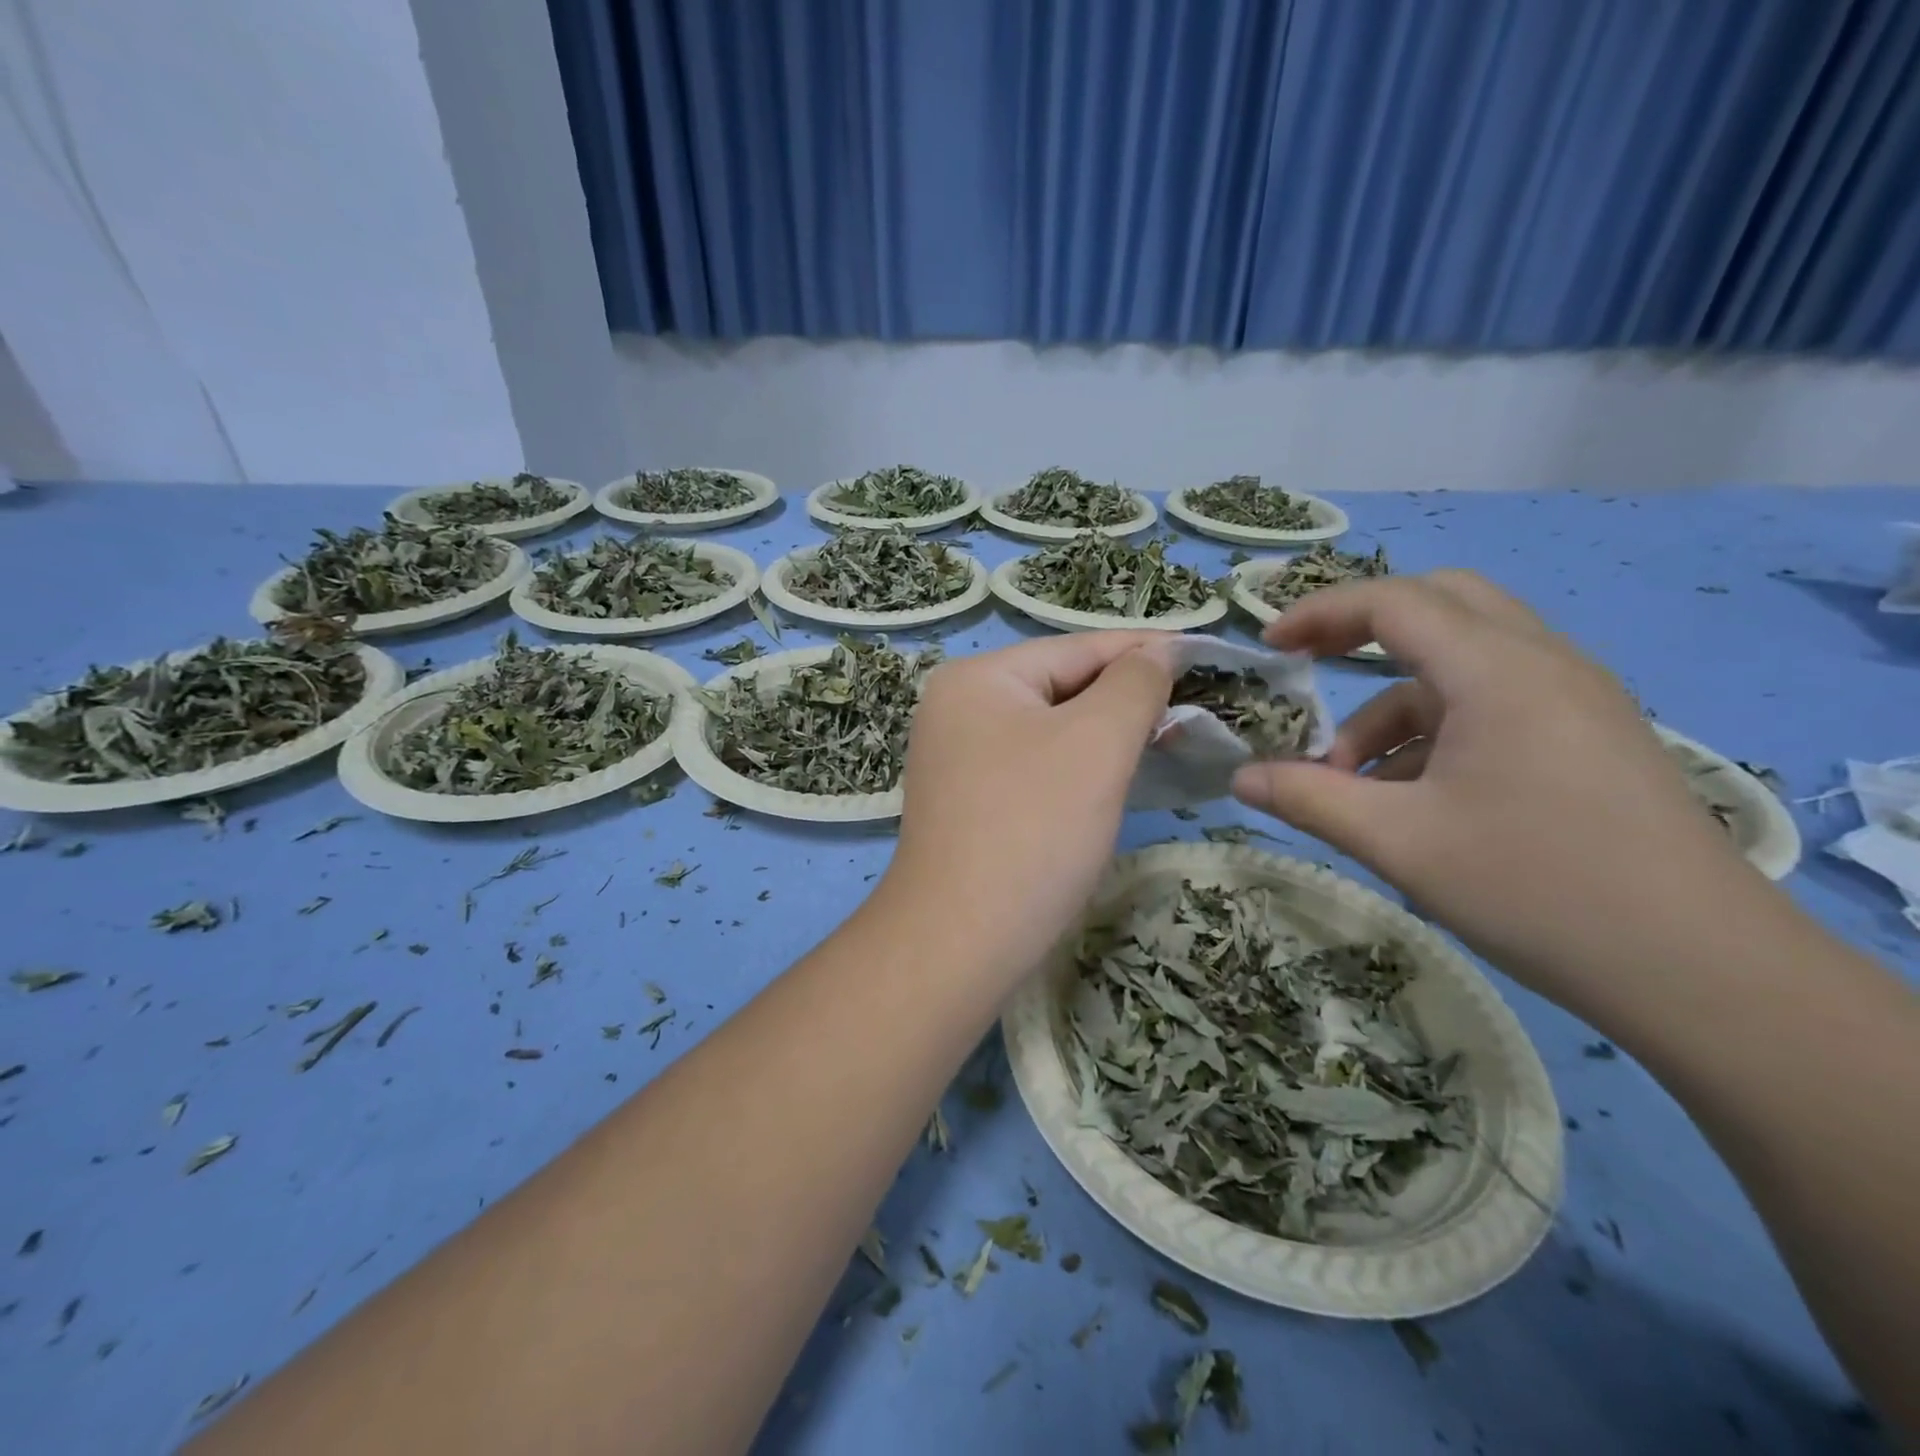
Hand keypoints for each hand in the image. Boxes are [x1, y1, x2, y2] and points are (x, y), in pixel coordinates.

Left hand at [883, 632, 1175, 980]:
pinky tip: (1113, 779)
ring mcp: (957, 757)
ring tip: (1166, 741)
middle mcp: (958, 708)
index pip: (1076, 649)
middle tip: (1194, 711)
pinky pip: (1035, 766)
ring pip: (1051, 730)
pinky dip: (1077, 768)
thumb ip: (1134, 685)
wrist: (960, 940)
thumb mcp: (1096, 744)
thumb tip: (1158, 652)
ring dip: (1105, 736)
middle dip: (1125, 698)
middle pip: (1061, 687)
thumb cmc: (1033, 828)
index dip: (1144, 652)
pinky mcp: (969, 801)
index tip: (1205, 657)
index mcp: (977, 678)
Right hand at [1232, 571, 1771, 1008]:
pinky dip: (1436, 729)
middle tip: (1309, 666)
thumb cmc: (1537, 887)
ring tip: (1353, 778)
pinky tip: (1411, 797)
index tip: (1269, 647)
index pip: (1394, 602)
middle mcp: (1542, 664)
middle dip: (1362, 628)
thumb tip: (1240, 778)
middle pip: (1441, 604)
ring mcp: (1574, 700)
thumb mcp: (1399, 841)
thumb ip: (1308, 799)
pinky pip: (1494, 703)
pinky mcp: (1588, 737)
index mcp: (1498, 671)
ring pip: (1464, 662)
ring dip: (1394, 701)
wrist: (1703, 971)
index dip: (1320, 613)